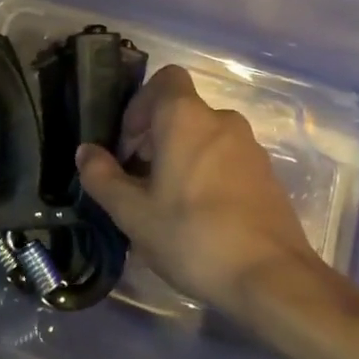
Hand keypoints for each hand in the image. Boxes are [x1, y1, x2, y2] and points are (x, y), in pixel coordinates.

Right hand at [75, 66, 320, 314]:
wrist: (272, 279)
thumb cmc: (193, 236)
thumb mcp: (133, 213)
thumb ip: (102, 177)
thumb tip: (86, 152)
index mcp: (186, 117)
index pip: (164, 79)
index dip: (140, 104)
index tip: (129, 146)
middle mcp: (222, 120)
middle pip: (181, 112)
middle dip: (155, 138)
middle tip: (139, 181)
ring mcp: (250, 148)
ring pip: (204, 138)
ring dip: (181, 158)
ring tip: (167, 205)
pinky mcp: (267, 176)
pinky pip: (227, 160)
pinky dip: (208, 175)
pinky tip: (199, 219)